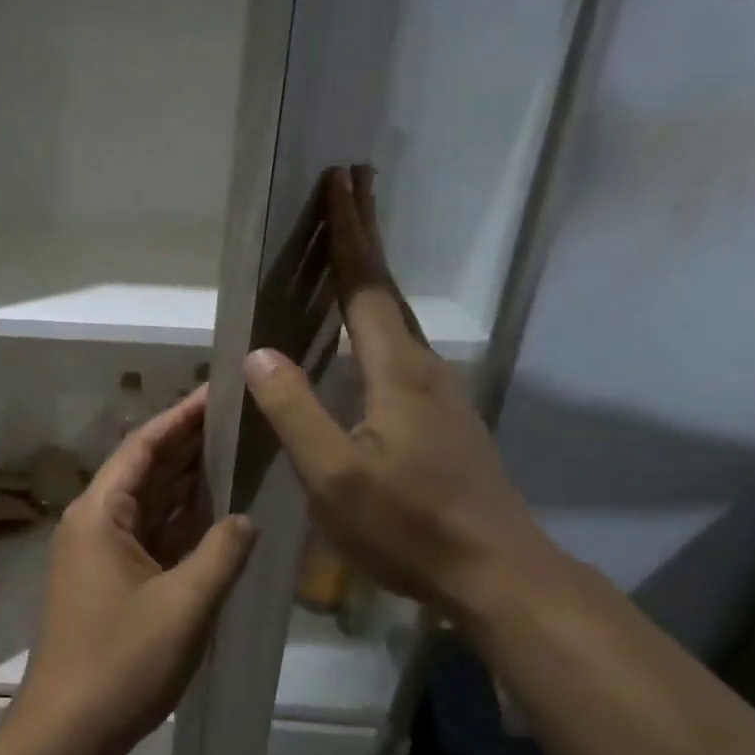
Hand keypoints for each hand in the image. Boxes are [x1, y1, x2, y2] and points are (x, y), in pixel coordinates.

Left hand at [10, 388, 256, 754]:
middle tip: (240, 417)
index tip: (218, 390)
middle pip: (146, 470)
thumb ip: (222, 553)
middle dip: (190, 444)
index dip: (181, 416)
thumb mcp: (185, 605)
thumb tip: (246, 516)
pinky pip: (151, 538)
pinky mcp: (111, 581)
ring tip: (237, 452)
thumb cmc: (121, 663)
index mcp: (100, 514)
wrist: (68, 731)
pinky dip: (181, 524)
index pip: (143, 447)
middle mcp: (95, 524)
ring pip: (150, 505)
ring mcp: (100, 554)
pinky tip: (217, 513)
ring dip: (188, 483)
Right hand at [242, 166, 561, 621]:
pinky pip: (401, 350)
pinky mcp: (443, 420)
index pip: (365, 287)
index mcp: (398, 372)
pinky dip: (379, 319)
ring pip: (397, 320)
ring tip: (351, 249)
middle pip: (387, 290)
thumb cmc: (408, 526)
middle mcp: (424, 369)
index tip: (340, 180)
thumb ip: (296, 411)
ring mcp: (440, 395)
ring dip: (373, 276)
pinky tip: (367, 338)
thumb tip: (259, 353)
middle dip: (367, 235)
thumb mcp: (334, 476)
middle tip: (353, 185)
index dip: (350, 234)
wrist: (495, 573)